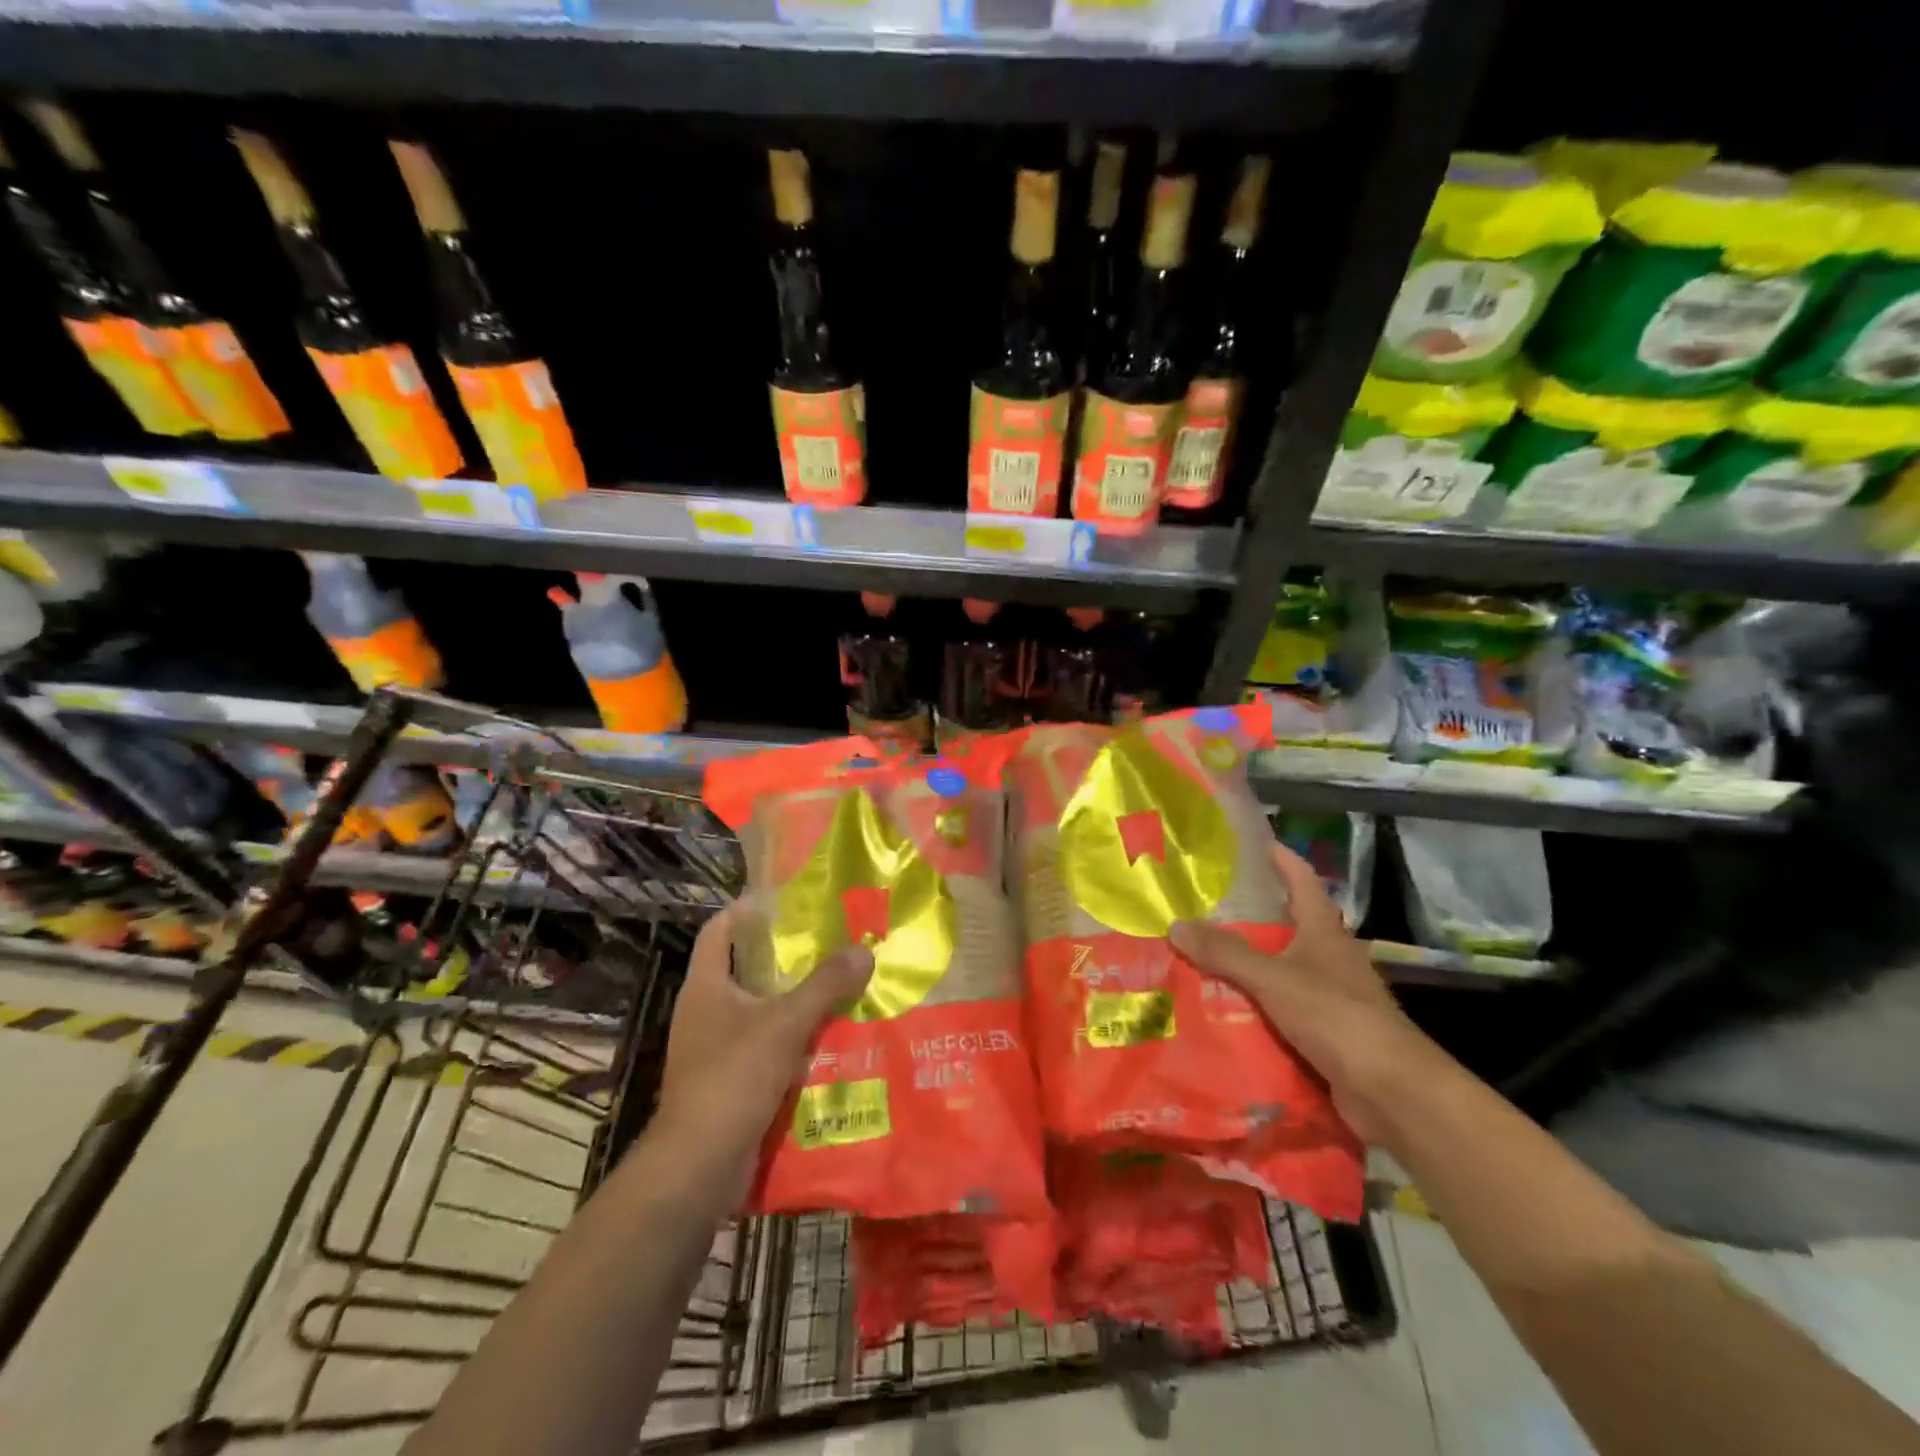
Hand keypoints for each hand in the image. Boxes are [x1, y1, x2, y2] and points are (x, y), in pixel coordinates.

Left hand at [655, 904, 873, 1201]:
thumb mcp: (785, 1023)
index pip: (719, 930)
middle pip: (746, 969)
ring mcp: (716, 1049)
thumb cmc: (733, 1077)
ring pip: (761, 1011)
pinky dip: (794, 1041)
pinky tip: (831, 1038)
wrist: (699, 1166)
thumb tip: (864, 948)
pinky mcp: (731, 1082)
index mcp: (706, 986)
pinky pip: (767, 1048)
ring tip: (841, 984)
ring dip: (796, 1001)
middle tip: (830, 941)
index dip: (747, 910)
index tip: (786, 899)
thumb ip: (825, 985)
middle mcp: (706, 1011)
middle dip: (786, 957)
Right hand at [1171, 842, 1437, 1144]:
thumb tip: (1176, 924)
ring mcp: (1330, 995)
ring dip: (1248, 962)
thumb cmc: (1338, 1018)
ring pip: (1281, 967)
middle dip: (1250, 913)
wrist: (1393, 1092)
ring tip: (1200, 953)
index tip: (1251, 842)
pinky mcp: (1326, 1031)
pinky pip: (1281, 1007)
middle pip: (1288, 923)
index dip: (1280, 858)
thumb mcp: (1274, 979)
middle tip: (1203, 902)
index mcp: (1324, 932)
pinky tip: (1222, 1007)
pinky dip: (1255, 1003)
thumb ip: (1226, 953)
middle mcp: (1329, 957)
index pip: (1302, 880)